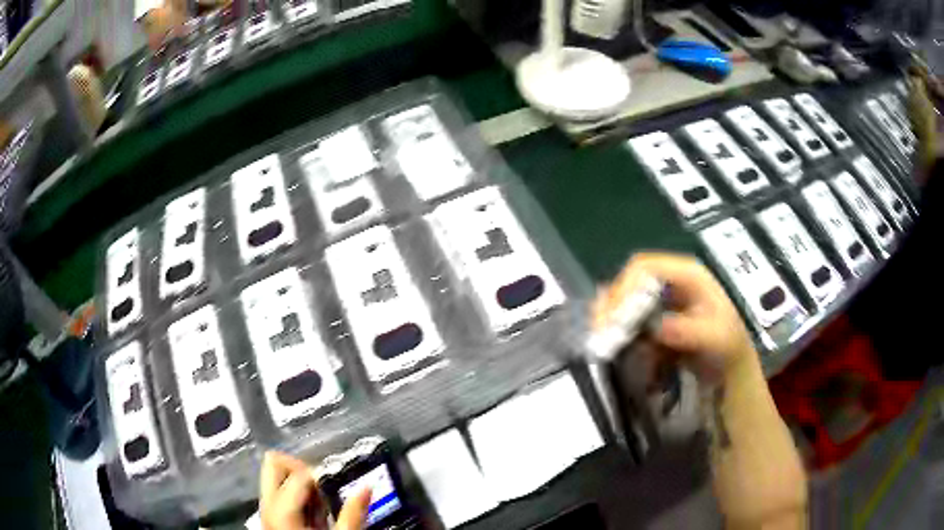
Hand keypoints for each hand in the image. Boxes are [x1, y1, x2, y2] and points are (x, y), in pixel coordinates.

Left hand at [260, 451, 371, 529]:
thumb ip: (353, 514)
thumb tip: (366, 487)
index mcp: (281, 509)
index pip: (299, 473)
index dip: (322, 475)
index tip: (340, 486)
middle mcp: (268, 505)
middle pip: (274, 463)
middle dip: (301, 468)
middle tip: (324, 485)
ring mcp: (267, 511)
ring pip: (276, 477)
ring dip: (301, 483)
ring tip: (323, 504)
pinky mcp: (273, 519)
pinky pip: (281, 493)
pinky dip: (299, 496)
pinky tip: (317, 513)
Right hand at [595, 253, 755, 383]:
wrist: (730, 365)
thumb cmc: (729, 346)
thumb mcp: (717, 338)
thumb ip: (690, 331)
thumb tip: (656, 327)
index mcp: (688, 274)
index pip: (646, 266)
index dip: (625, 287)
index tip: (613, 317)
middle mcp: (670, 280)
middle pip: (630, 281)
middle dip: (611, 304)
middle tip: (598, 331)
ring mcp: (661, 299)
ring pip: (625, 299)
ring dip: (611, 318)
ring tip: (600, 339)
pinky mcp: (654, 318)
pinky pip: (629, 319)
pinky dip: (618, 330)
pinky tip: (612, 344)